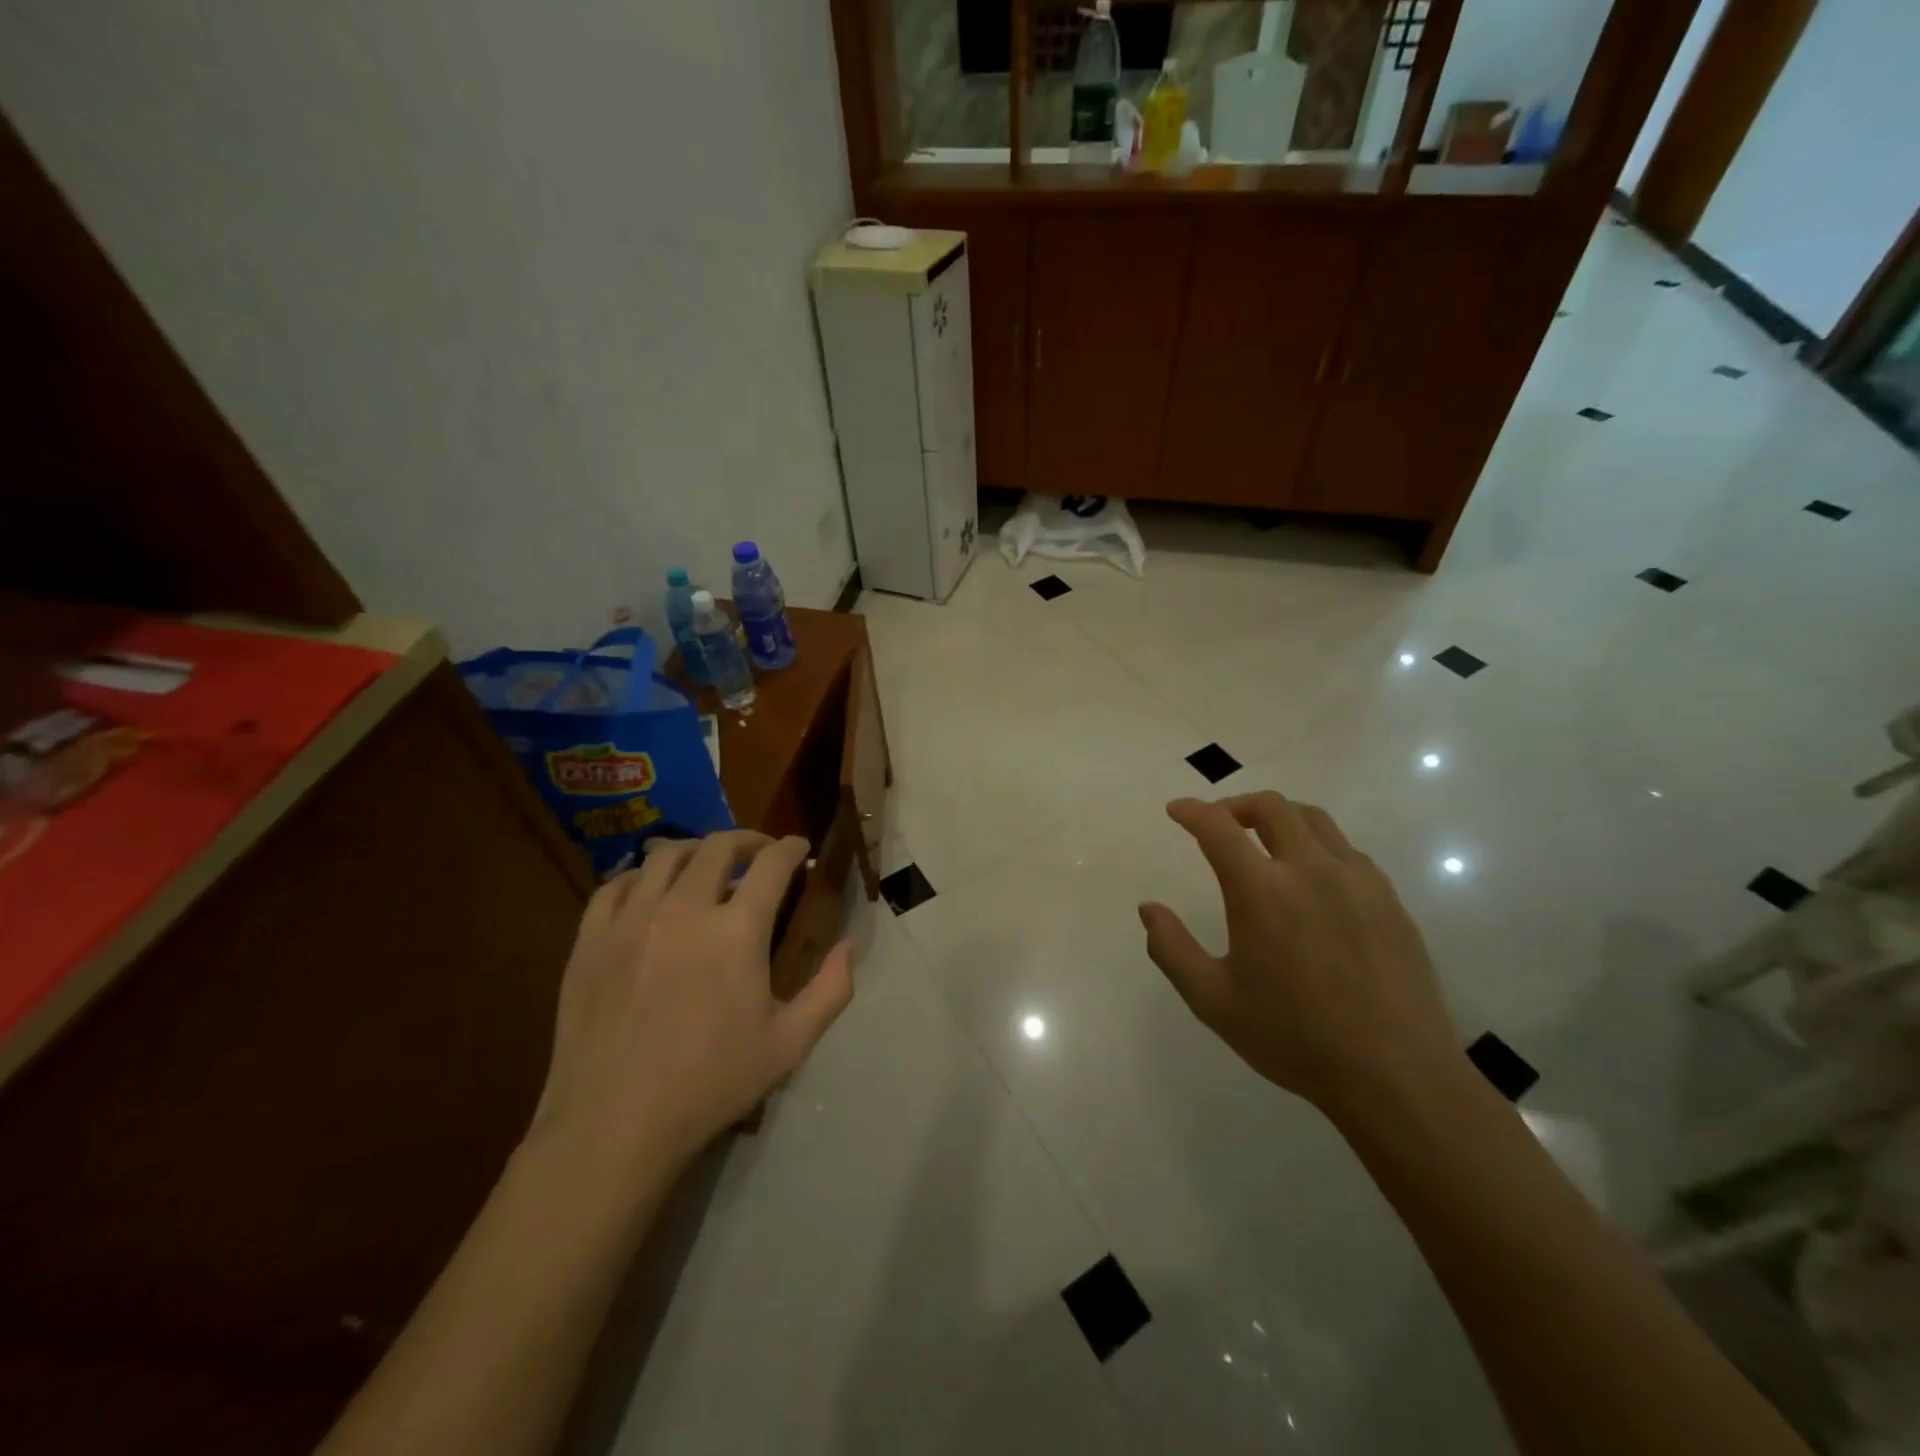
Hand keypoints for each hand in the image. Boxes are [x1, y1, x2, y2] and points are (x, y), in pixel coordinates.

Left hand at [528, 831, 853, 1181]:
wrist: (615, 1126)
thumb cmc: (711, 1084)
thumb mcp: (790, 1044)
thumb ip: (831, 989)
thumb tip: (849, 945)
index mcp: (736, 931)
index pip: (772, 863)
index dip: (791, 848)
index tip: (799, 849)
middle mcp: (683, 909)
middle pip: (719, 846)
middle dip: (749, 840)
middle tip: (761, 853)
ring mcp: (631, 920)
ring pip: (666, 855)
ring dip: (697, 850)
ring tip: (708, 865)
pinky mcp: (590, 939)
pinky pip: (617, 885)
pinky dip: (643, 876)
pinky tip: (652, 893)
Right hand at [1139, 794, 1458, 1115]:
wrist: (1396, 1076)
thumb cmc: (1295, 1038)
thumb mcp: (1214, 1001)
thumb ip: (1172, 949)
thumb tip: (1148, 909)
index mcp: (1262, 891)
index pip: (1218, 827)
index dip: (1192, 811)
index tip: (1176, 810)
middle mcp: (1311, 870)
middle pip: (1271, 807)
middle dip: (1235, 805)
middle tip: (1217, 823)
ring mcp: (1358, 881)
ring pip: (1314, 820)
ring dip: (1279, 817)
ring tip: (1262, 840)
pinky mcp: (1389, 900)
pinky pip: (1347, 850)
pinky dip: (1316, 845)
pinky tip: (1311, 879)